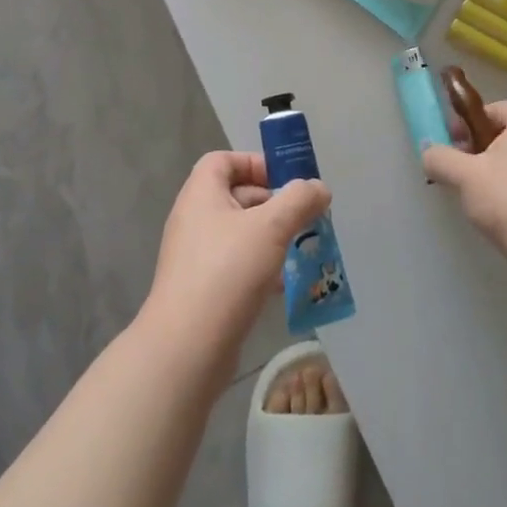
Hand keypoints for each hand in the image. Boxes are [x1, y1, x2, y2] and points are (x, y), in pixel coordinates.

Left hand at [139, 151, 329, 375]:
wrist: (187, 346)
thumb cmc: (228, 271)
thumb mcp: (271, 227)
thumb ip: (299, 201)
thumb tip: (318, 187)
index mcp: (201, 194)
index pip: (223, 160)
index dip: (254, 163)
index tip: (285, 180)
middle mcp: (194, 219)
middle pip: (234, 196)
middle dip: (271, 203)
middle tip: (303, 217)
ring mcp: (195, 256)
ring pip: (238, 234)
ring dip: (270, 238)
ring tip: (300, 249)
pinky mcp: (202, 289)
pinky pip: (235, 265)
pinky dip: (260, 267)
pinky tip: (283, 285)